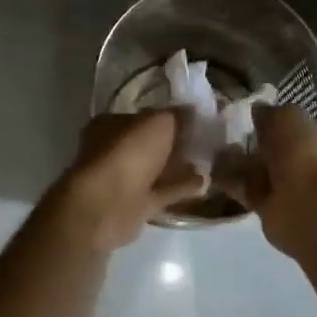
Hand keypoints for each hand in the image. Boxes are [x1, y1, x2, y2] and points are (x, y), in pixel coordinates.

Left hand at [56, 111, 207, 250]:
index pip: (142, 116)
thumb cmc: (128, 153)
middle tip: (204, 141)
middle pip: (149, 144)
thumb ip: (176, 116)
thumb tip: (191, 111)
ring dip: (178, 168)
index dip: (168, 116)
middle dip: (174, 144)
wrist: (108, 205)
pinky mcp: (134, 205)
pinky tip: (204, 184)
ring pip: (155, 170)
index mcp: (110, 124)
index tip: (194, 118)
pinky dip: (181, 189)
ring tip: (207, 163)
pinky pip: (162, 192)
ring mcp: (122, 180)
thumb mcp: (158, 122)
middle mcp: (113, 151)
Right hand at [215, 104, 316, 254]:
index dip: (275, 121)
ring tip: (213, 153)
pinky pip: (248, 191)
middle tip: (227, 135)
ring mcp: (292, 189)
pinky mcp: (271, 209)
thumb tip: (258, 110)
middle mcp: (311, 164)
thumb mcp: (286, 117)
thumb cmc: (303, 154)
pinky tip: (211, 173)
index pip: (298, 126)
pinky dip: (231, 183)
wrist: (305, 206)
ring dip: (240, 164)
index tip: (250, 117)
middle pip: (278, 151)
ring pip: (261, 172)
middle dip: (255, 144)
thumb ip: (270, 112)